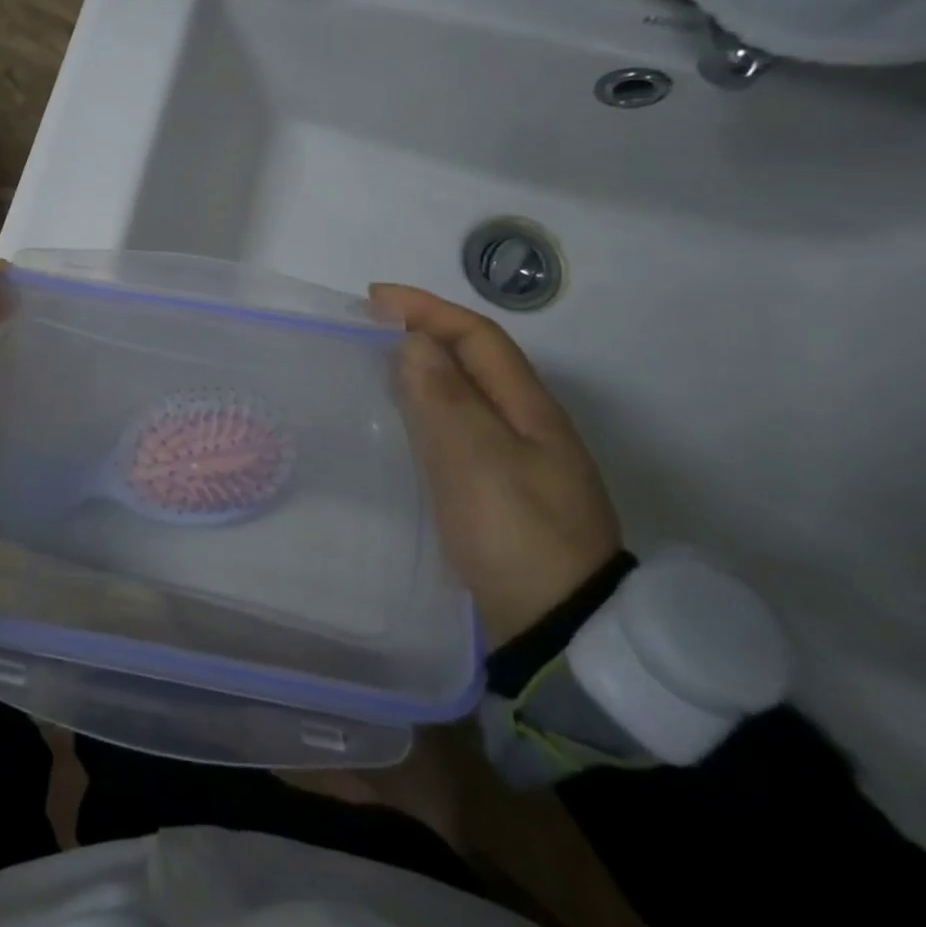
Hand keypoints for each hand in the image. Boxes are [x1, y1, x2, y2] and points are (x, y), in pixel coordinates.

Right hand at [370, 283, 622, 648]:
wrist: (558, 627)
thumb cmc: (515, 532)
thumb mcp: (476, 458)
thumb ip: (443, 396)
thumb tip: (414, 341)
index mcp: (530, 409)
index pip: (478, 338)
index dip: (428, 309)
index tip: (374, 299)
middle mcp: (527, 426)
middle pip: (473, 362)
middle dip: (423, 333)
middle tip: (367, 330)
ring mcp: (516, 461)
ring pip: (464, 395)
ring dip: (422, 371)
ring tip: (373, 367)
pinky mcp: (499, 491)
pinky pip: (456, 430)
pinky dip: (424, 411)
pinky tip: (399, 425)